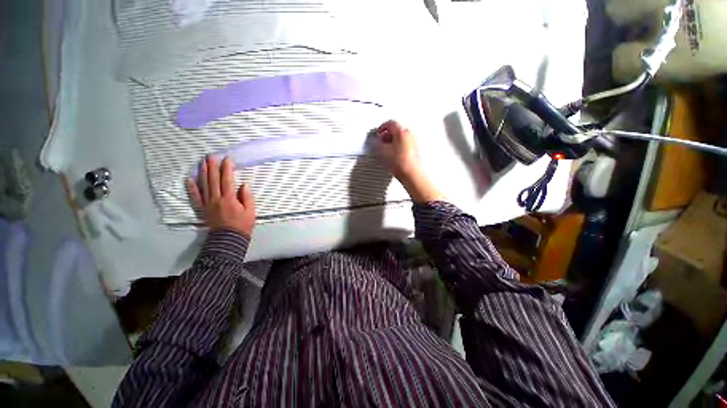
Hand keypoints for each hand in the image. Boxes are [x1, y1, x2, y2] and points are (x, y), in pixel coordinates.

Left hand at [186, 156, 255, 236]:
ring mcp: (207, 203)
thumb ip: (247, 197)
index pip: (227, 180)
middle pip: (213, 180)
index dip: (227, 169)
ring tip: (202, 162)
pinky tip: (189, 179)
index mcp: (229, 199)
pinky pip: (195, 197)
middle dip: (212, 167)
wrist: (228, 239)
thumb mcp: (250, 211)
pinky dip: (191, 188)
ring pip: (203, 185)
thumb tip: (244, 184)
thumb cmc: (242, 225)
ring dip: (202, 173)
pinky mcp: (202, 209)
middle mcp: (216, 199)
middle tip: (211, 156)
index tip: (227, 159)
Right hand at [375, 120, 443, 202]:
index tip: (377, 133)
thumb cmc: (400, 163)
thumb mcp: (382, 152)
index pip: (390, 123)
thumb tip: (375, 141)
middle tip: (380, 142)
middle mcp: (409, 135)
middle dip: (386, 135)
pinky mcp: (415, 151)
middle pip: (396, 130)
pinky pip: (404, 144)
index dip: (381, 128)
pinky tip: (393, 156)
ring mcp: (413, 142)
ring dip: (392, 142)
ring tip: (386, 151)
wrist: (412, 175)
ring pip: (400, 138)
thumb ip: (377, 143)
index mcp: (402, 132)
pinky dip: (397, 147)